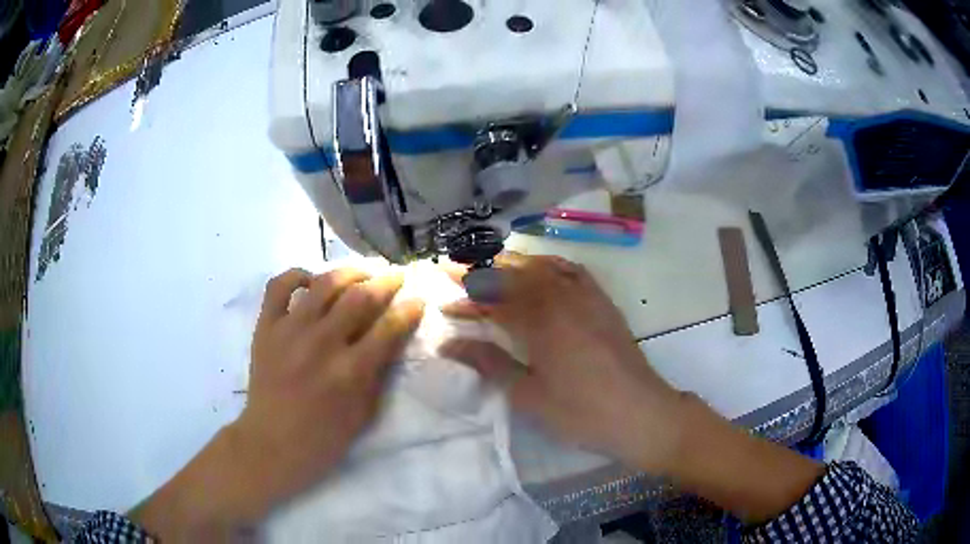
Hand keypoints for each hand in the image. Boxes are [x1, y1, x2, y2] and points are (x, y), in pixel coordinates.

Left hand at [232, 267, 424, 512]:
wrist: (272, 442)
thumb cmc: (324, 437)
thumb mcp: (364, 412)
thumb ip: (379, 372)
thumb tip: (392, 337)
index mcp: (350, 372)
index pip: (389, 327)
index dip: (409, 309)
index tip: (419, 299)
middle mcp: (321, 344)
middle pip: (360, 297)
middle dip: (386, 282)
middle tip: (396, 276)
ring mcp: (290, 331)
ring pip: (324, 283)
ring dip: (349, 271)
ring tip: (362, 272)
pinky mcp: (266, 327)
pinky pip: (279, 286)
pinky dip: (296, 275)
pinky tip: (310, 280)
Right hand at [441, 254, 685, 473]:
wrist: (641, 414)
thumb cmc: (582, 412)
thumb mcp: (529, 395)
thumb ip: (490, 363)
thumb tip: (450, 343)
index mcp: (540, 322)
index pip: (494, 299)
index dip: (466, 298)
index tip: (444, 301)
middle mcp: (562, 299)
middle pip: (515, 275)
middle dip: (481, 271)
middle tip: (456, 271)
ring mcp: (587, 297)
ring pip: (543, 267)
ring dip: (512, 264)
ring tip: (490, 268)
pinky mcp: (604, 303)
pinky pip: (574, 271)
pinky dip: (550, 264)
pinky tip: (541, 270)